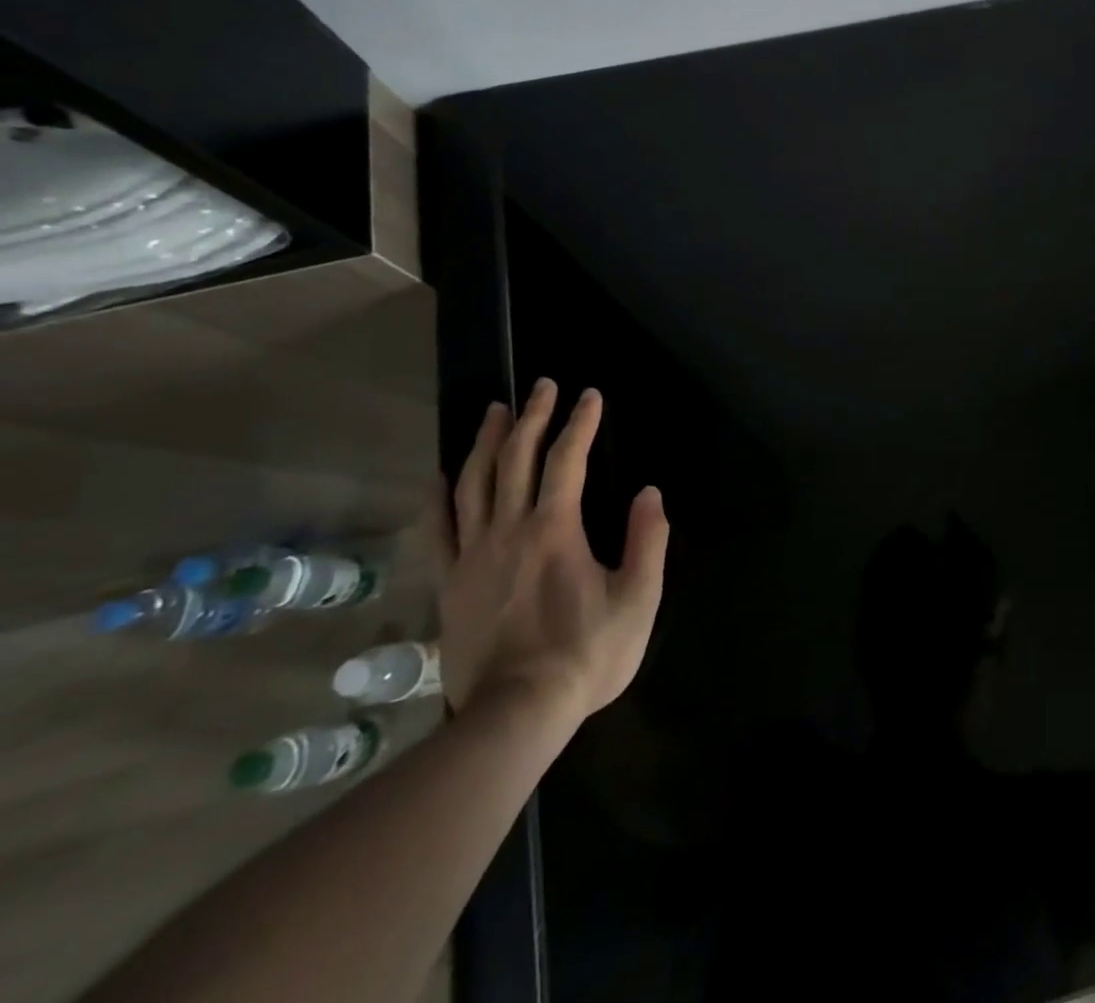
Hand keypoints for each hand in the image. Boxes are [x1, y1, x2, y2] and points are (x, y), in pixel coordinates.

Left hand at [430, 379, 668, 723]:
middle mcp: (509, 530)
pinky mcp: (450, 583)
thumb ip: (646, 540)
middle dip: (533, 417)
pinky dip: (439, 496)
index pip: (568, 459)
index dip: (580, 422)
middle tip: (542, 385)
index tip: (590, 395)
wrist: (516, 714)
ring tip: (495, 410)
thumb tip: (649, 492)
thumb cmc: (587, 654)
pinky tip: (441, 475)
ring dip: (486, 441)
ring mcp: (472, 555)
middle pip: (516, 459)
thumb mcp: (638, 598)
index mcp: (556, 529)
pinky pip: (439, 529)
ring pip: (473, 483)